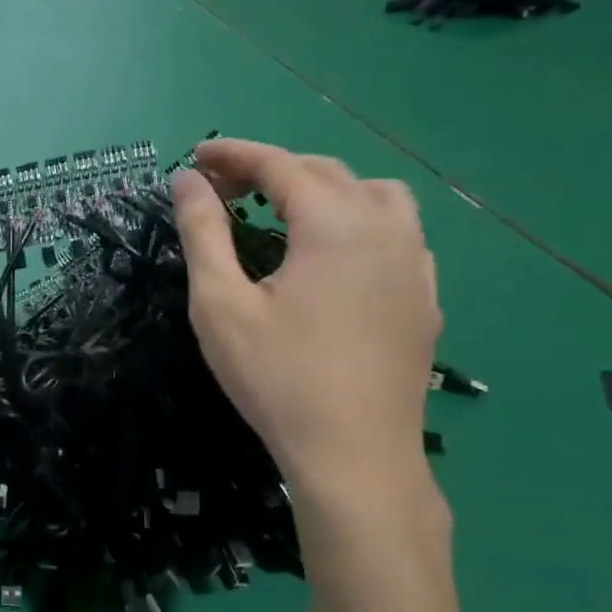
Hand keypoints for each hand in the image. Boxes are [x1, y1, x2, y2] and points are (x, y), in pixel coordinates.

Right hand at [172, 140, 440, 498]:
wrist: (354, 457)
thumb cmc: (277, 378)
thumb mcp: (220, 304)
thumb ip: (202, 232)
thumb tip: (186, 180)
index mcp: (334, 224)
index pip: (279, 165)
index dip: (233, 154)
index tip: (195, 155)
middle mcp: (385, 228)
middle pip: (325, 172)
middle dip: (270, 169)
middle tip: (223, 187)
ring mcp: (415, 263)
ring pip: (373, 194)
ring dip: (323, 188)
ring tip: (285, 212)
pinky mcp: (426, 296)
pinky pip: (398, 233)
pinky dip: (359, 221)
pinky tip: (335, 256)